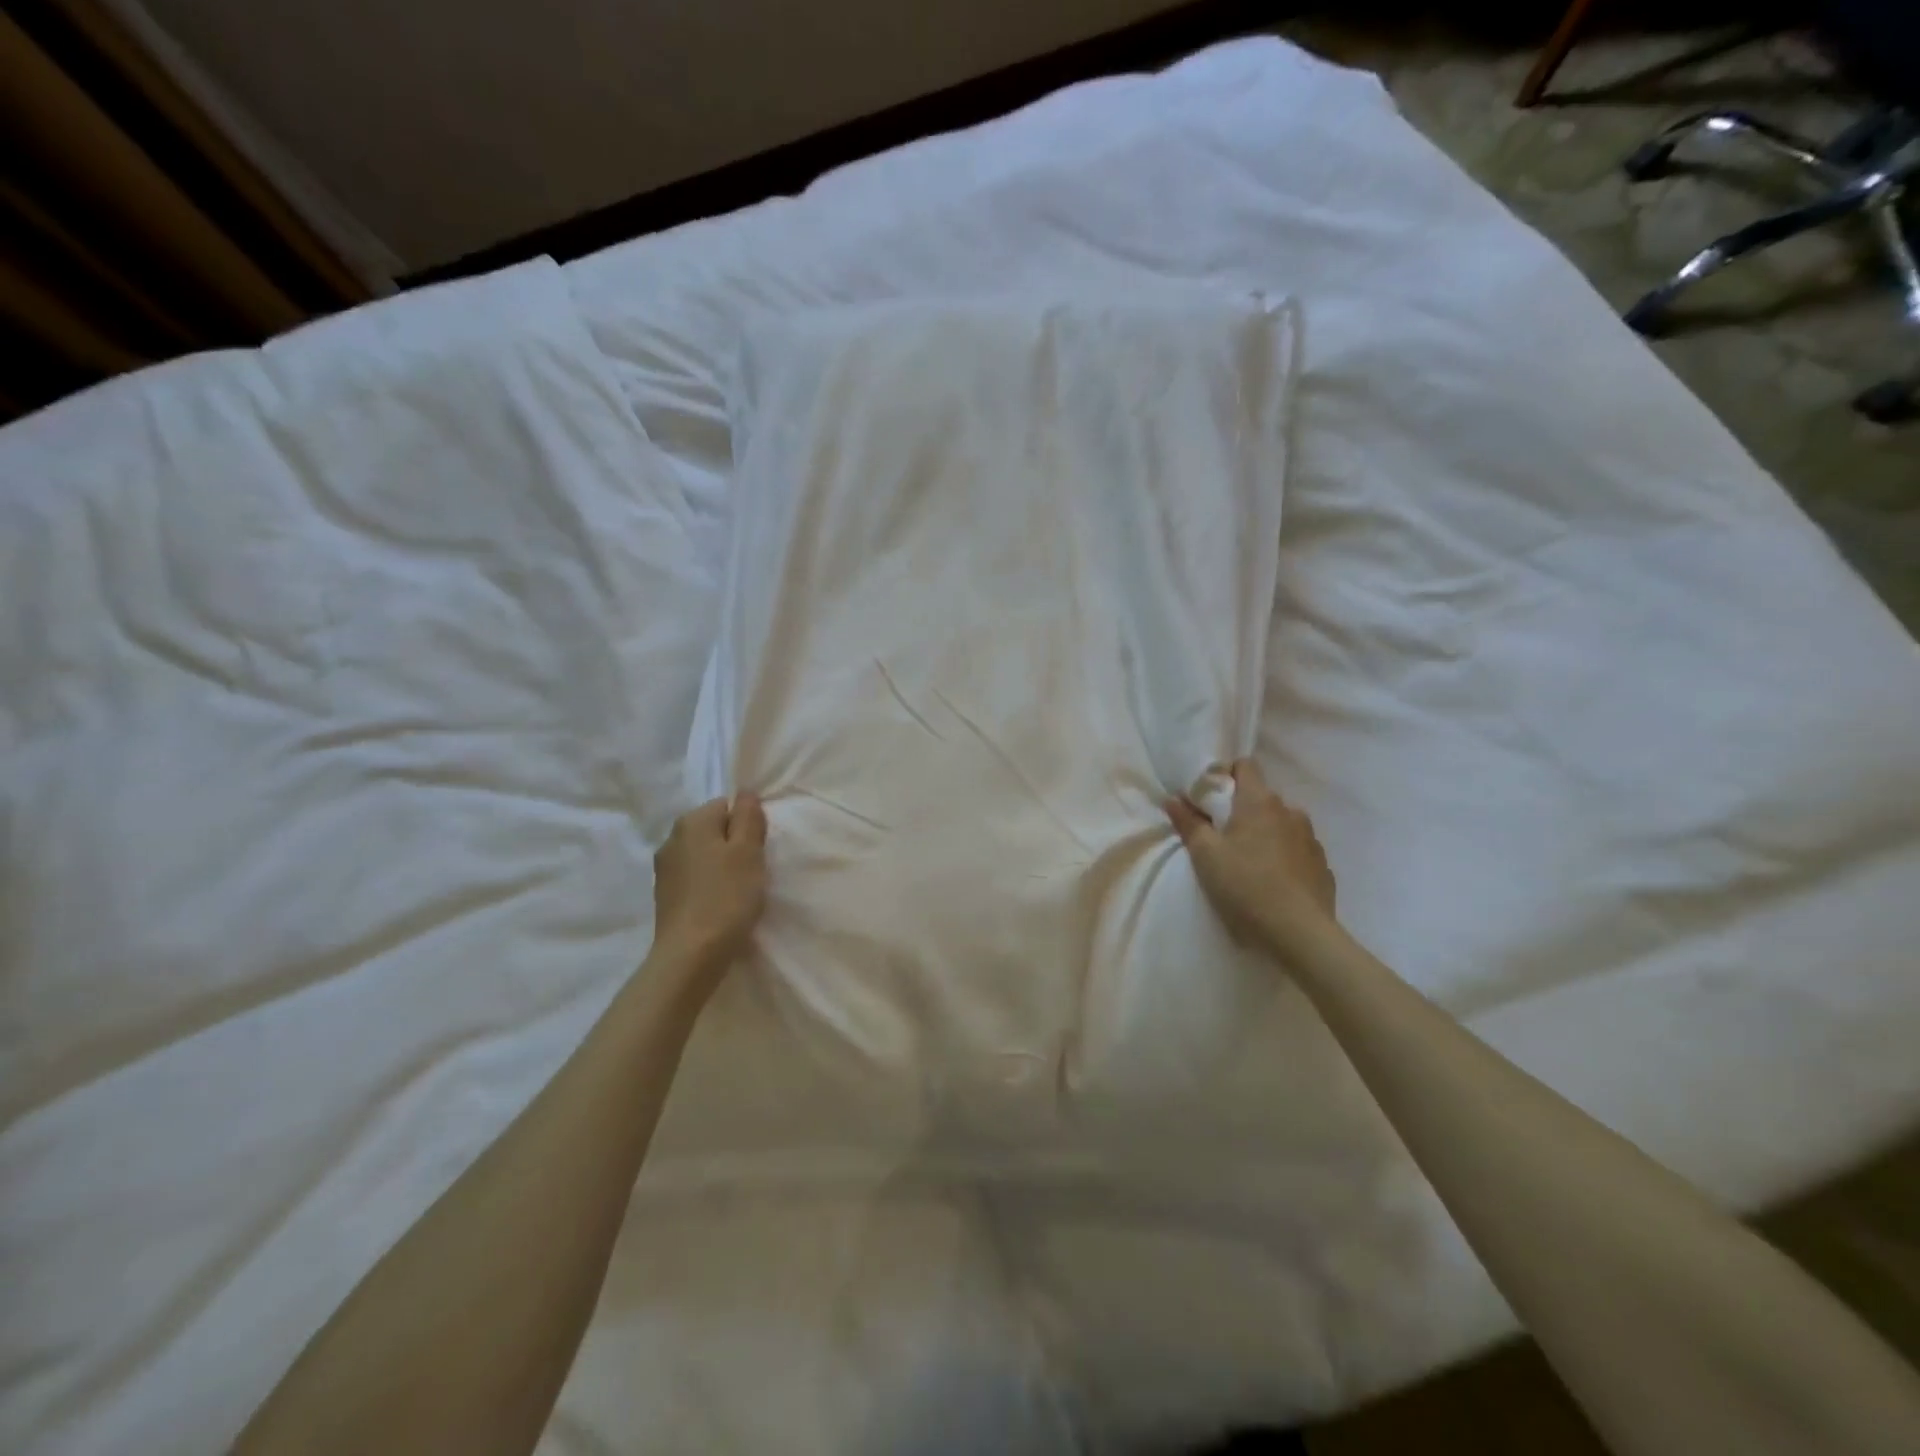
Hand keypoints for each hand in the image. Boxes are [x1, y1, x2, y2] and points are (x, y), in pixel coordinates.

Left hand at [651, 794, 767, 984]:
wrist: (691, 954)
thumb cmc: (726, 896)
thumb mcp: (748, 851)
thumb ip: (749, 817)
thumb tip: (745, 793)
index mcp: (691, 822)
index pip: (726, 806)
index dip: (747, 825)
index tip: (757, 851)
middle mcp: (671, 838)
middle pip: (713, 830)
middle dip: (734, 845)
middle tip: (752, 872)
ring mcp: (664, 869)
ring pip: (704, 855)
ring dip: (721, 867)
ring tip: (737, 892)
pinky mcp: (664, 895)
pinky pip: (694, 878)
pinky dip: (708, 886)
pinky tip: (720, 906)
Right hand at [1167, 758, 1336, 954]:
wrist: (1299, 934)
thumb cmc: (1245, 885)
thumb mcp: (1205, 855)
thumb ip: (1188, 823)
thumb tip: (1173, 798)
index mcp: (1259, 802)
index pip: (1245, 765)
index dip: (1225, 774)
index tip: (1209, 799)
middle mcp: (1290, 811)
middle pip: (1261, 797)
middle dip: (1240, 810)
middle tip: (1220, 836)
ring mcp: (1311, 839)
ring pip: (1281, 824)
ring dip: (1264, 834)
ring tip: (1248, 862)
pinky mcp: (1322, 866)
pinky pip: (1297, 850)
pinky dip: (1283, 857)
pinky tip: (1272, 882)